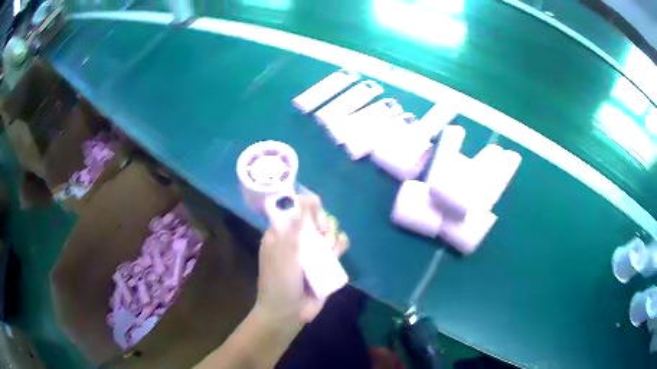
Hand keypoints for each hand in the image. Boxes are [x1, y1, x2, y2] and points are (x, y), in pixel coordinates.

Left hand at [254, 195, 348, 329]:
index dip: (307, 206)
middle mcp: (297, 237)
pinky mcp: (326, 261)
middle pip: (316, 216)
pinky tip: (336, 253)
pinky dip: (340, 244)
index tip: (312, 217)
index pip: (296, 207)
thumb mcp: (283, 253)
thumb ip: (293, 226)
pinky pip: (338, 245)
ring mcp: (312, 250)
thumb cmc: (279, 283)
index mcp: (281, 232)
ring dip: (332, 235)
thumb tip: (303, 199)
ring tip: (328, 249)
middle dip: (322, 221)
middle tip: (321, 234)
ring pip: (329, 229)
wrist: (289, 313)